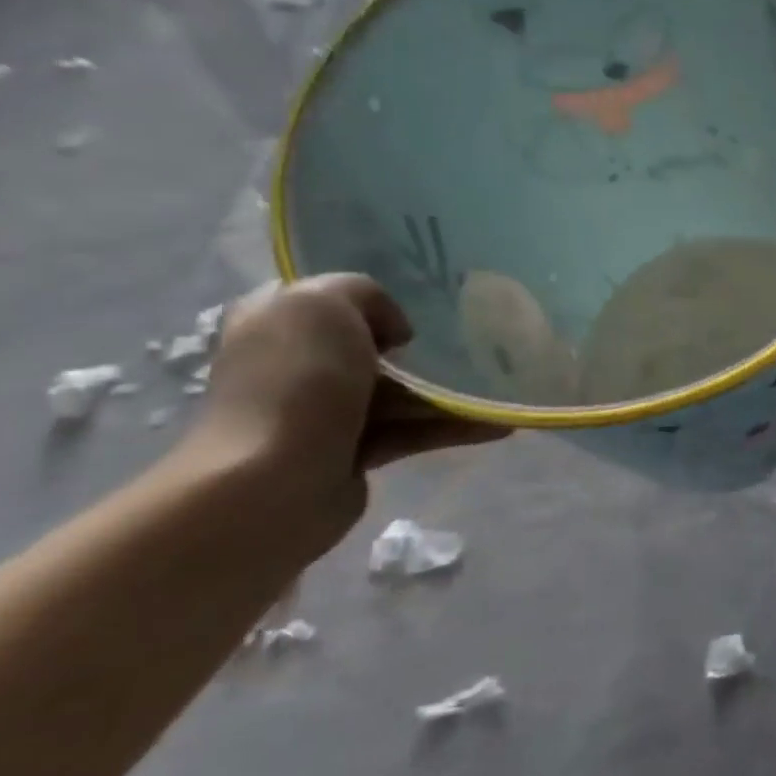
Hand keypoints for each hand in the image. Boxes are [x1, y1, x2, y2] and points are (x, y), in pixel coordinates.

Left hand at [184, 275, 508, 556]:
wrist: (274, 481)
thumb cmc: (297, 380)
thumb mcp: (324, 303)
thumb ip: (364, 293)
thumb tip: (395, 332)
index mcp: (276, 320)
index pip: (325, 297)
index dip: (370, 297)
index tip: (423, 301)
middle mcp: (296, 363)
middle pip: (370, 345)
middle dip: (419, 346)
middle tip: (473, 340)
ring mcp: (324, 411)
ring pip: (399, 391)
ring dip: (448, 390)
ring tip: (501, 387)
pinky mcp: (354, 451)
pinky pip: (413, 431)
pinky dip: (453, 427)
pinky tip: (499, 425)